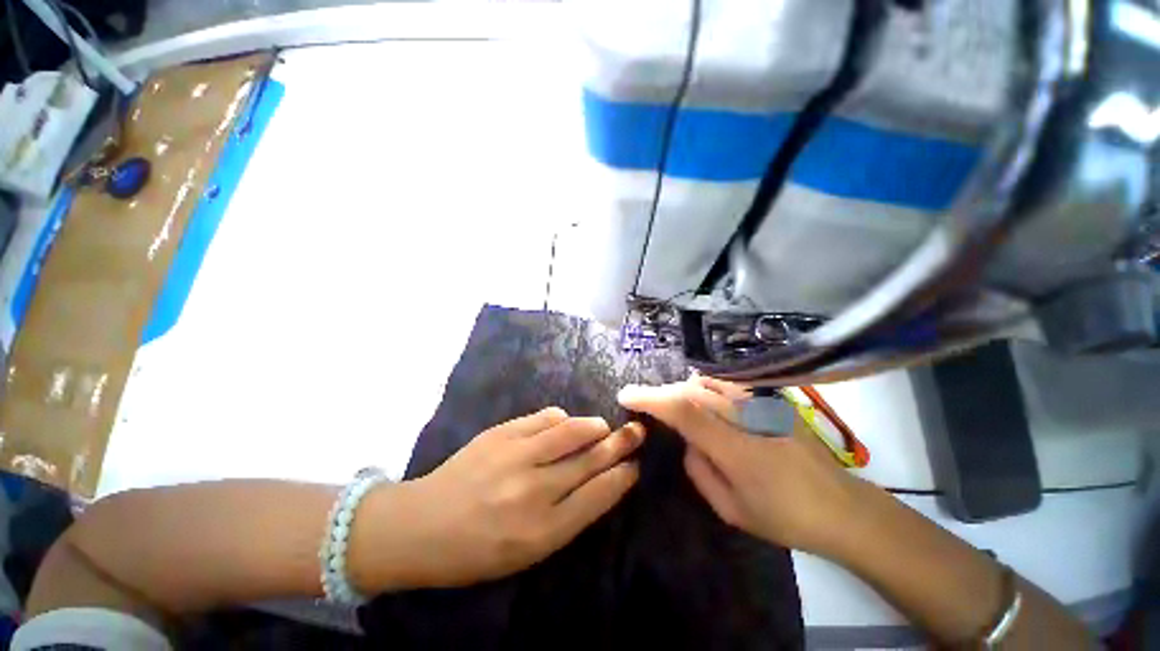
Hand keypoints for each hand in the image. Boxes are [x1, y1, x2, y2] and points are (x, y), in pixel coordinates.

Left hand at [357, 408, 643, 589]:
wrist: (420, 525)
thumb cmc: (476, 550)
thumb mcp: (527, 552)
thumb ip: (566, 517)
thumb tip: (598, 480)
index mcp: (542, 531)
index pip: (598, 495)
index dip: (621, 476)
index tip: (635, 465)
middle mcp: (534, 490)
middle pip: (590, 459)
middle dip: (619, 443)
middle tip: (636, 431)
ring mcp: (516, 456)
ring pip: (570, 430)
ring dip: (592, 426)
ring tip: (601, 426)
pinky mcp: (501, 434)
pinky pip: (543, 417)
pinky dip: (560, 418)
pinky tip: (563, 422)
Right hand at [618, 378, 864, 556]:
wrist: (842, 507)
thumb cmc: (785, 517)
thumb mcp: (731, 509)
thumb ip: (699, 470)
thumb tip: (688, 441)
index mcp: (734, 447)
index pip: (682, 410)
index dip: (650, 398)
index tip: (626, 395)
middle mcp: (746, 416)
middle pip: (691, 390)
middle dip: (661, 393)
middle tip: (643, 402)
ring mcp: (761, 404)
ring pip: (706, 383)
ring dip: (680, 390)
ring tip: (668, 403)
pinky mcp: (770, 400)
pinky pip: (725, 385)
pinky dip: (703, 387)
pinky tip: (699, 398)